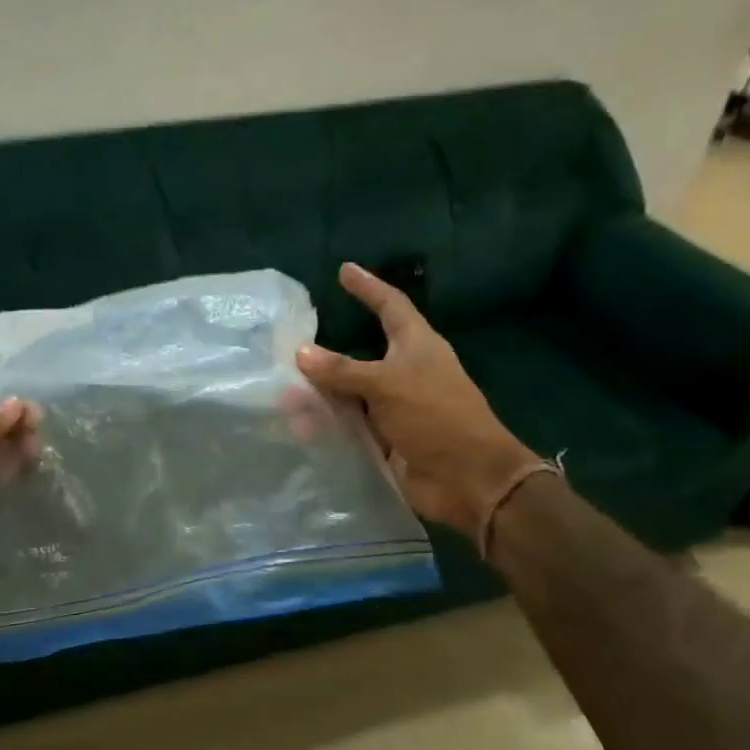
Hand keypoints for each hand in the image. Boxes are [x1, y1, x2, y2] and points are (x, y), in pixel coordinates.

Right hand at [296, 262, 534, 533]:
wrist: (467, 479)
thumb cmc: (436, 416)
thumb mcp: (387, 384)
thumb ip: (342, 369)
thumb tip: (301, 352)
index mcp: (416, 346)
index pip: (390, 305)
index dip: (368, 287)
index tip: (345, 270)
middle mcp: (403, 373)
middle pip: (359, 355)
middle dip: (325, 354)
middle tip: (289, 347)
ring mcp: (393, 408)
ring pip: (347, 394)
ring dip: (318, 395)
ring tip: (282, 396)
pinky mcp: (384, 439)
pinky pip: (347, 426)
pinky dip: (324, 425)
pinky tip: (296, 427)